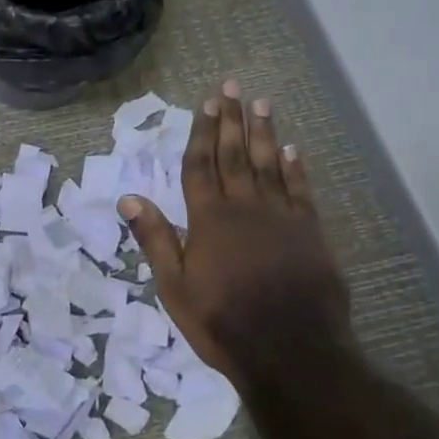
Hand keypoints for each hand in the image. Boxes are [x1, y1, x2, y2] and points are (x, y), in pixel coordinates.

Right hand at [118, 81, 351, 386]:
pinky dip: (295, 168)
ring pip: (269, 164)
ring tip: (262, 103)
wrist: (291, 351)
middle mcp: (244, 207)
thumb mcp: (174, 286)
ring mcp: (281, 217)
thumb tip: (129, 197)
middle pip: (235, 155)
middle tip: (232, 87)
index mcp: (208, 219)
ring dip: (264, 133)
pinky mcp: (309, 233)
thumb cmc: (222, 321)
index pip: (201, 165)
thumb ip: (155, 238)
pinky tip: (292, 149)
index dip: (202, 132)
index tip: (207, 102)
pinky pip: (300, 190)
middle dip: (232, 120)